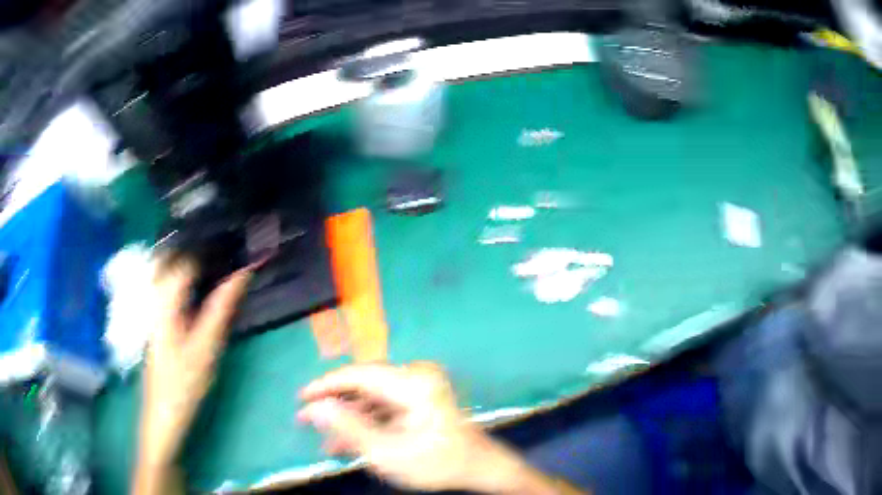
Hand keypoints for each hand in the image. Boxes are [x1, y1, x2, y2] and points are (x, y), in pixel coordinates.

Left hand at [138, 257, 252, 469]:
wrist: (163, 412)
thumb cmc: (183, 382)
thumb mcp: (206, 347)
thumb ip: (221, 308)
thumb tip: (242, 274)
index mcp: (165, 299)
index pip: (186, 255)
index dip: (210, 242)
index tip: (234, 236)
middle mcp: (156, 295)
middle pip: (173, 255)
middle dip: (198, 244)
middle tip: (227, 242)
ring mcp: (155, 306)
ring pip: (170, 268)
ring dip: (192, 258)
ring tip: (219, 255)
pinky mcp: (159, 317)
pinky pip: (171, 284)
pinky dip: (187, 275)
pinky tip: (201, 282)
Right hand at [298, 362, 494, 491]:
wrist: (479, 467)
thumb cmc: (437, 462)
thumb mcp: (388, 452)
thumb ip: (348, 428)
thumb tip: (315, 407)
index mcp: (412, 383)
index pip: (357, 374)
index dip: (325, 385)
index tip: (300, 399)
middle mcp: (415, 376)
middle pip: (363, 385)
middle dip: (334, 404)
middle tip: (305, 419)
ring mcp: (419, 387)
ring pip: (370, 398)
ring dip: (348, 418)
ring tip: (324, 439)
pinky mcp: (419, 399)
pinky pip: (384, 406)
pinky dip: (366, 422)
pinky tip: (347, 442)